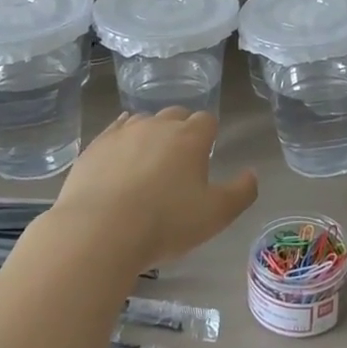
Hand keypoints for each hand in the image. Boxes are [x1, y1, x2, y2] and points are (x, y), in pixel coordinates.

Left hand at [53, 108, 258, 272]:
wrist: (98, 232)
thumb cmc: (165, 223)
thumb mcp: (216, 215)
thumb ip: (241, 192)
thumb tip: (251, 175)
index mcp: (190, 137)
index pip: (207, 120)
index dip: (209, 135)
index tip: (206, 156)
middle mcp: (157, 126)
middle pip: (175, 115)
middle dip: (181, 131)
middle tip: (179, 162)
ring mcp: (122, 133)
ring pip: (143, 121)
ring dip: (150, 134)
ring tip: (148, 163)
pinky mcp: (94, 147)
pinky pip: (114, 132)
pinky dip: (122, 141)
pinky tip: (120, 159)